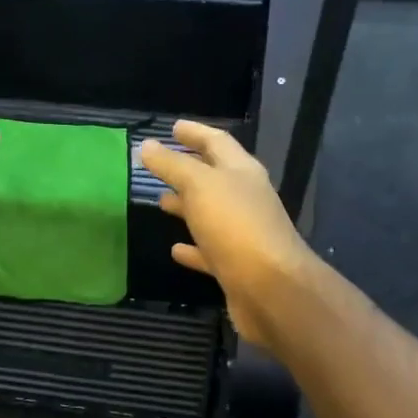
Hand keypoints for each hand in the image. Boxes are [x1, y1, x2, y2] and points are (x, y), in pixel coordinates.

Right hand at [137, 121, 315, 348]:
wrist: (271, 289)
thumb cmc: (235, 226)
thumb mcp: (199, 186)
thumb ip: (172, 165)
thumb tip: (146, 145)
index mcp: (242, 172)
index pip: (217, 142)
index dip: (195, 133)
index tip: (173, 127)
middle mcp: (246, 199)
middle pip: (215, 177)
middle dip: (188, 168)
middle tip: (160, 164)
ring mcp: (242, 234)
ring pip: (210, 213)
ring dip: (187, 206)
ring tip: (161, 202)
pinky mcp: (236, 266)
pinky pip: (209, 251)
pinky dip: (192, 248)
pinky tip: (175, 249)